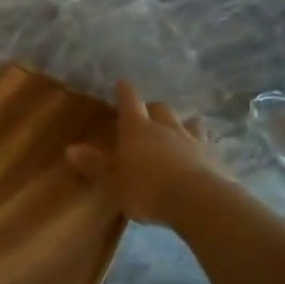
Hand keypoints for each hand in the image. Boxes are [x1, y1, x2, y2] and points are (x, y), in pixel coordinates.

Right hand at [66, 80, 217, 227]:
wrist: (197, 200)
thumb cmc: (146, 189)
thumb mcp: (113, 181)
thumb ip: (95, 164)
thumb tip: (70, 149)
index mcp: (137, 129)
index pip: (129, 102)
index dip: (124, 92)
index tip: (122, 82)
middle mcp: (166, 128)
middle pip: (160, 108)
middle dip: (153, 108)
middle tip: (147, 113)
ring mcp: (193, 140)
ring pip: (188, 122)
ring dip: (181, 124)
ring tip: (178, 130)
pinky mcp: (214, 158)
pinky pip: (205, 145)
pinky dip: (199, 146)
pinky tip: (199, 155)